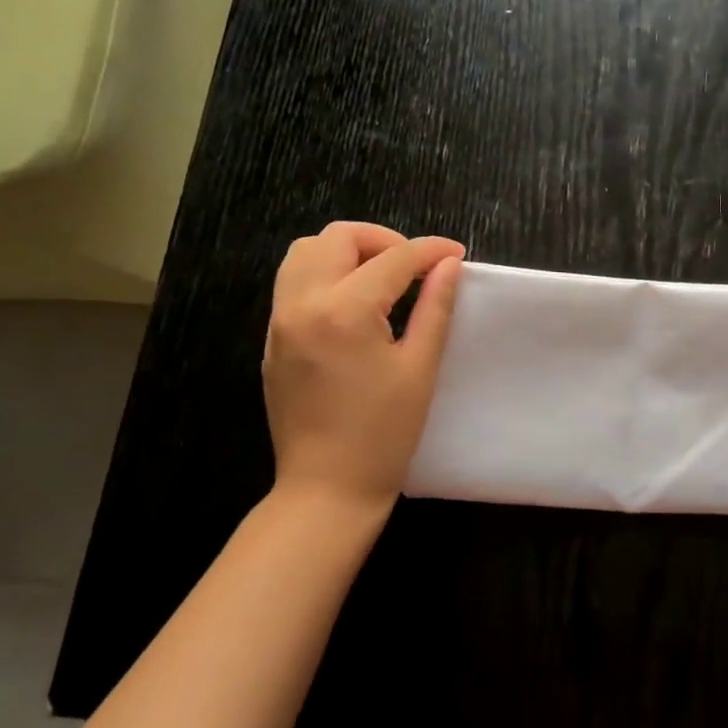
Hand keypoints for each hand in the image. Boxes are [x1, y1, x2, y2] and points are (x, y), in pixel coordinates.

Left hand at [262, 222, 464, 516]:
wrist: (326, 489)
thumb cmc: (384, 434)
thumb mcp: (419, 367)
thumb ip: (435, 307)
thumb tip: (448, 265)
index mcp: (345, 311)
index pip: (394, 258)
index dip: (430, 250)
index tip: (456, 254)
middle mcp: (303, 304)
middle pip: (338, 238)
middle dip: (383, 241)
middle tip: (415, 267)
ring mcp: (280, 321)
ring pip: (306, 253)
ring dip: (347, 252)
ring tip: (382, 278)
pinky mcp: (272, 340)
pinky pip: (294, 284)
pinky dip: (325, 275)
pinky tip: (355, 305)